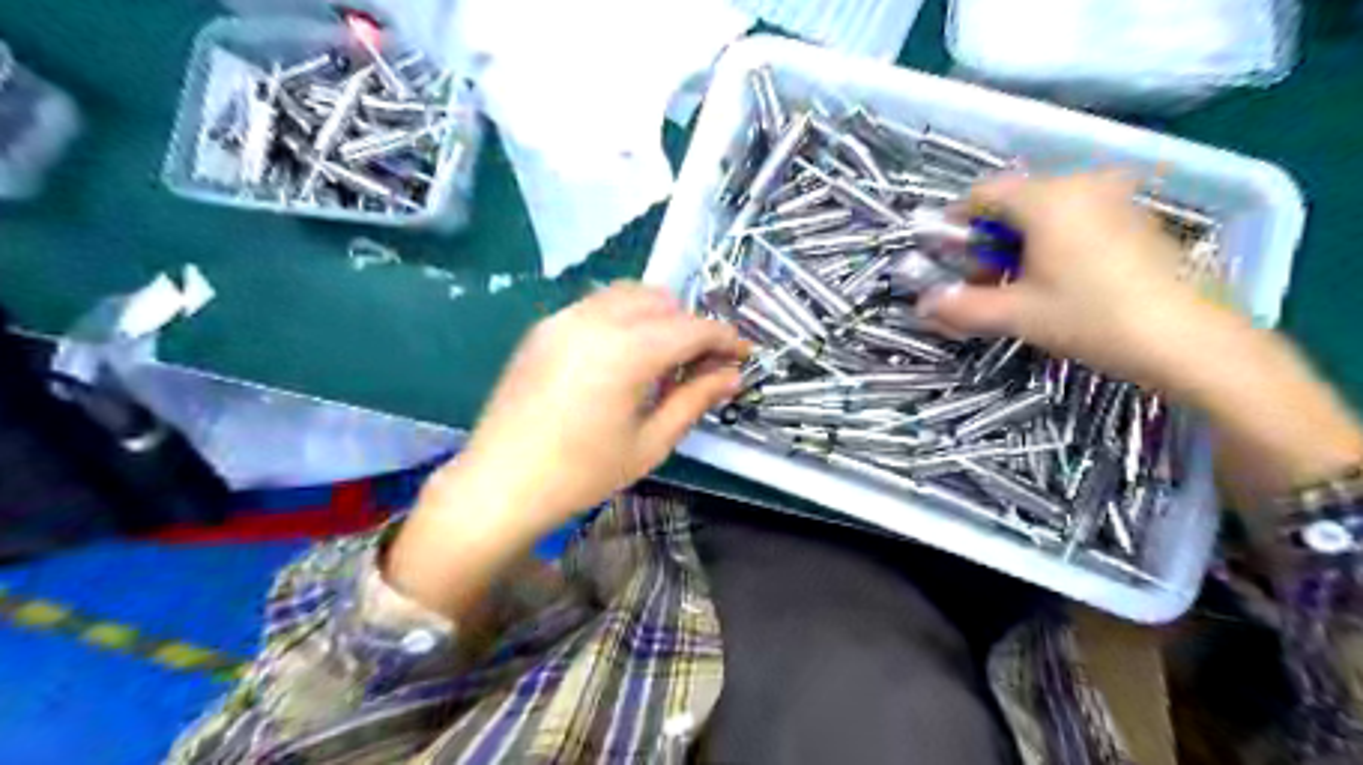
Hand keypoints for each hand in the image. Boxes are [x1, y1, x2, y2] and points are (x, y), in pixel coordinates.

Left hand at [452, 277, 744, 526]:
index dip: (725, 338)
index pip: (692, 328)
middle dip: (691, 326)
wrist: (500, 483)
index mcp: (627, 351)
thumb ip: (694, 400)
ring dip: (659, 315)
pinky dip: (626, 316)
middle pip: (663, 301)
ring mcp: (565, 318)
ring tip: (666, 357)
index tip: (744, 354)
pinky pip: (598, 304)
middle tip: (703, 364)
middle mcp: (596, 319)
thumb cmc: (582, 473)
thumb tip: (732, 376)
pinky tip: (625, 355)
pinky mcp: (545, 327)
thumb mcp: (650, 442)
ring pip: (629, 294)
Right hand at [920, 169, 1206, 387]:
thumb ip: (961, 306)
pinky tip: (1059, 283)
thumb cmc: (1092, 318)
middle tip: (983, 284)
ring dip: (1019, 246)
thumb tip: (921, 305)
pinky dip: (1054, 244)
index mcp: (1047, 198)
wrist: (1189, 340)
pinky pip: (1077, 219)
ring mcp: (1114, 199)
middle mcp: (1081, 185)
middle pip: (1014, 202)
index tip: (948, 260)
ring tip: (1019, 289)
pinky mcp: (1136, 219)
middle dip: (988, 242)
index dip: (957, 224)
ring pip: (1046, 212)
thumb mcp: (1016, 314)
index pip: (983, 193)